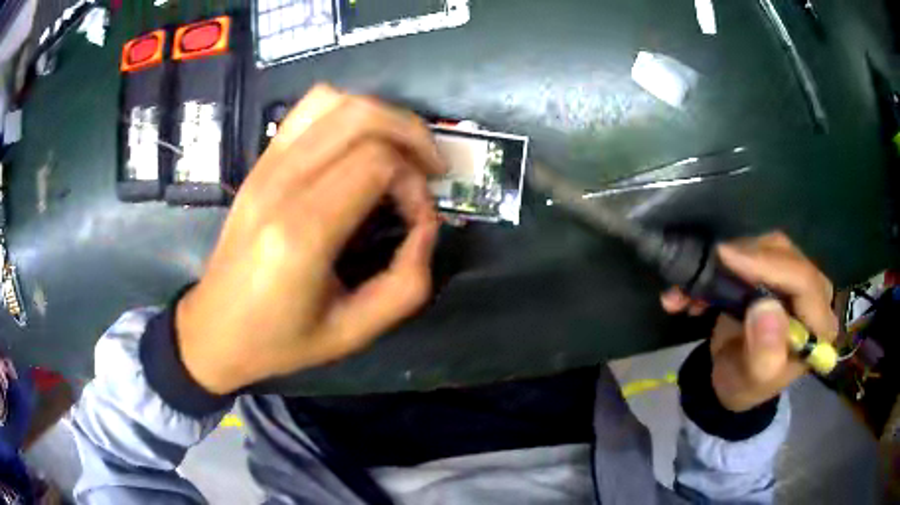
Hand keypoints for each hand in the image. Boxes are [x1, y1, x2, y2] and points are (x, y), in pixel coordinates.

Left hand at [175, 85, 445, 393]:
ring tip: (400, 150)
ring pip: (334, 101)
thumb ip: (406, 283)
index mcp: (301, 232)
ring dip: (381, 116)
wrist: (214, 330)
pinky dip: (346, 112)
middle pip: (360, 117)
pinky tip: (359, 143)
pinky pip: (307, 109)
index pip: (376, 164)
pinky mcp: (259, 163)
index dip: (414, 183)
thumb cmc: (279, 340)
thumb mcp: (353, 332)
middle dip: (410, 134)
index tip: (420, 218)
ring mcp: (265, 167)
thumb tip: (427, 226)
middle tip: (429, 170)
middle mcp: (280, 185)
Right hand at [661, 231, 837, 411]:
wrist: (732, 382)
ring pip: (767, 247)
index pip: (804, 281)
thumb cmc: (745, 387)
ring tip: (694, 285)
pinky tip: (697, 284)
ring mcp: (795, 280)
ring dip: (729, 260)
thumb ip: (765, 353)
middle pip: (785, 256)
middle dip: (744, 259)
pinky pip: (754, 251)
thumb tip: (765, 308)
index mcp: (819, 326)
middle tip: (708, 268)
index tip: (726, 257)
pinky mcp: (776, 272)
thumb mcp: (753, 381)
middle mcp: (814, 296)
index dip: (768, 266)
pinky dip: (724, 263)